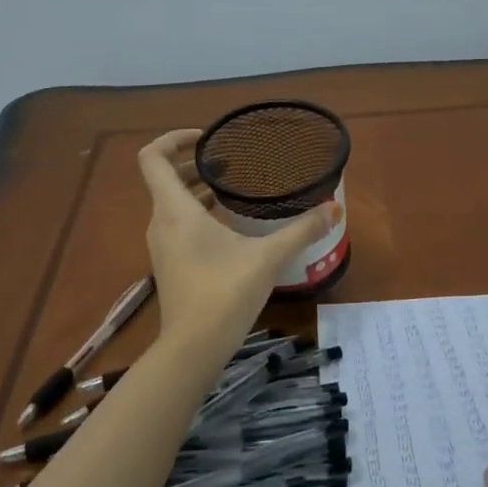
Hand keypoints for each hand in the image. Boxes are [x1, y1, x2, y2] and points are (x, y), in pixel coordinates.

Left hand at [137, 130, 338, 356]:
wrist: (193, 348)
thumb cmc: (224, 293)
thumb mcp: (267, 258)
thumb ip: (301, 230)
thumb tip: (334, 208)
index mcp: (174, 210)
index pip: (153, 157)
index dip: (173, 138)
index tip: (206, 138)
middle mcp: (160, 223)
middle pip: (165, 179)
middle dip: (195, 164)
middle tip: (231, 162)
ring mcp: (162, 246)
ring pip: (172, 204)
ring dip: (197, 190)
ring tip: (233, 189)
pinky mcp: (170, 265)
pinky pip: (178, 226)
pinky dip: (198, 214)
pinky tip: (230, 226)